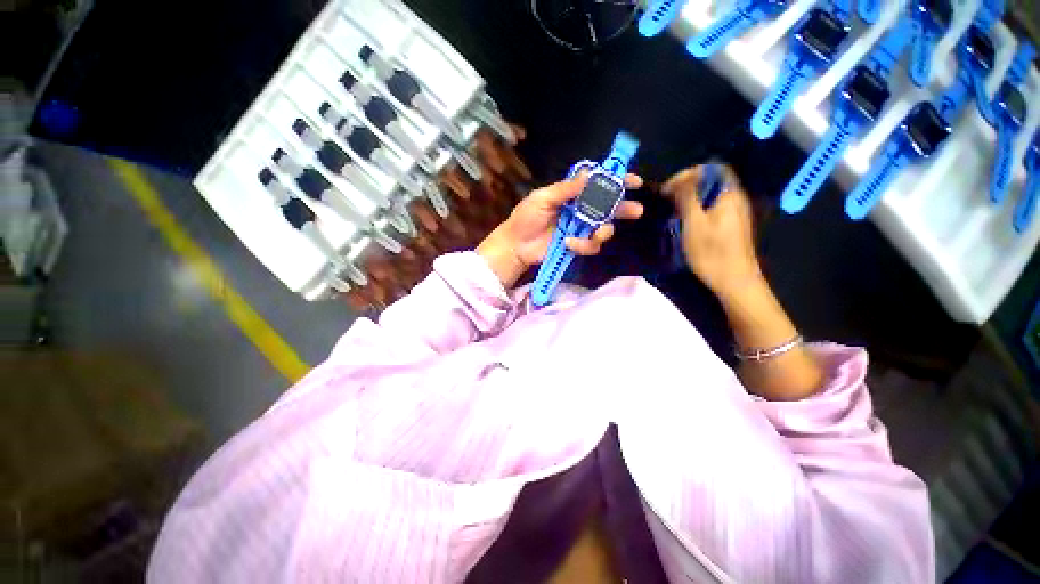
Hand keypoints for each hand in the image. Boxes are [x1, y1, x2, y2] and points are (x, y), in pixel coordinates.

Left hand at [477, 172, 643, 286]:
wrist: (516, 245)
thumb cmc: (526, 218)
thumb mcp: (543, 198)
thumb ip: (566, 189)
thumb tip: (591, 174)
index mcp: (572, 194)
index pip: (597, 185)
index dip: (616, 182)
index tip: (633, 182)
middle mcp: (580, 210)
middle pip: (608, 208)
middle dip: (623, 209)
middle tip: (635, 211)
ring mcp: (579, 230)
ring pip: (604, 229)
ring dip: (603, 231)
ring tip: (597, 233)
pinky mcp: (577, 246)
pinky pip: (590, 246)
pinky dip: (583, 245)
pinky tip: (569, 243)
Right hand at [662, 164, 761, 299]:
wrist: (734, 281)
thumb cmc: (712, 252)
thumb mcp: (694, 223)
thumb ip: (687, 198)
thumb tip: (679, 181)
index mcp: (729, 194)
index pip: (711, 169)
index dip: (688, 174)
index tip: (668, 188)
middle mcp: (735, 199)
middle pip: (712, 180)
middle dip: (687, 185)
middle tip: (667, 199)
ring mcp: (735, 213)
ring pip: (711, 195)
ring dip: (691, 198)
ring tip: (672, 209)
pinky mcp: (731, 225)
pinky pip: (713, 207)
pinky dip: (697, 208)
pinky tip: (685, 221)